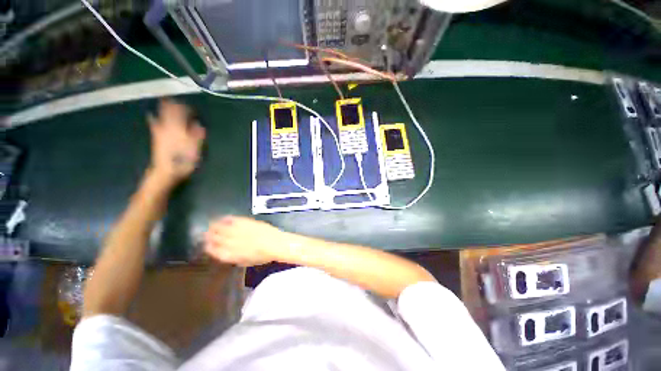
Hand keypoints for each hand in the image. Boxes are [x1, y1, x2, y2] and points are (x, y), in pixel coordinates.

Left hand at [147, 99, 205, 185]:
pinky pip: (154, 124)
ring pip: (161, 115)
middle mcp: (168, 127)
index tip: (192, 107)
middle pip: (170, 112)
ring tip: (166, 101)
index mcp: (179, 128)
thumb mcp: (196, 149)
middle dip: (174, 105)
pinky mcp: (156, 137)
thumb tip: (199, 124)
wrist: (166, 170)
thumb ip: (197, 135)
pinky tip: (151, 115)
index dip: (187, 108)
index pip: (182, 114)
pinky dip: (154, 118)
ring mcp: (160, 131)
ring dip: (164, 108)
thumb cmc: (184, 160)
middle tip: (176, 99)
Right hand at [204, 216, 291, 266]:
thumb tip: (228, 253)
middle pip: (214, 237)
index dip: (209, 247)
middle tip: (206, 233)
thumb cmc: (263, 256)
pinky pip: (232, 219)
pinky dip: (226, 218)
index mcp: (230, 255)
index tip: (207, 244)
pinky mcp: (245, 222)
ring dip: (214, 226)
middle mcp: (230, 242)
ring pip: (220, 227)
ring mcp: (238, 231)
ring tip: (211, 224)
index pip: (213, 250)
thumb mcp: (246, 261)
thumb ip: (235, 258)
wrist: (275, 244)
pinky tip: (223, 218)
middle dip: (208, 235)